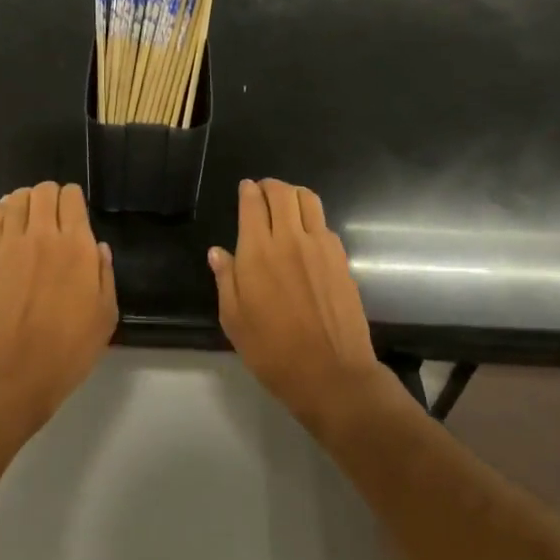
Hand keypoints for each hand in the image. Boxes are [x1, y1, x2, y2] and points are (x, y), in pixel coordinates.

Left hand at [0, 182, 116, 433]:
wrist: (11, 375)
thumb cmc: (67, 351)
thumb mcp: (105, 317)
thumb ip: (104, 275)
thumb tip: (98, 247)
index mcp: (77, 247)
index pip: (72, 197)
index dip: (74, 200)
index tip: (75, 216)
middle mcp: (43, 236)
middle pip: (43, 190)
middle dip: (52, 196)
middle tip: (54, 217)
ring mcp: (10, 244)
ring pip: (17, 198)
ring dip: (27, 201)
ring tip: (31, 218)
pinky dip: (4, 211)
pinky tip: (10, 223)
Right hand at [210, 179, 383, 426]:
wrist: (331, 373)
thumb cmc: (273, 351)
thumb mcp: (234, 320)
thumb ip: (225, 280)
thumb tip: (218, 252)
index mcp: (257, 252)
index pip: (252, 203)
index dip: (247, 191)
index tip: (245, 189)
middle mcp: (289, 240)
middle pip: (282, 193)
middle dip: (270, 186)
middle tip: (263, 192)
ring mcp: (320, 247)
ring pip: (309, 200)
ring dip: (294, 195)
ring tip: (286, 205)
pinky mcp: (341, 259)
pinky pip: (325, 224)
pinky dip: (312, 219)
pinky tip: (306, 236)